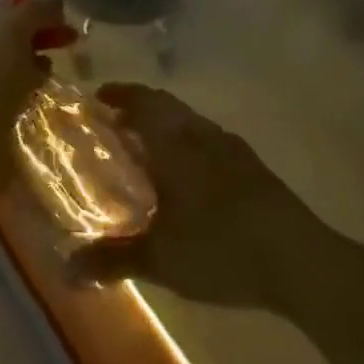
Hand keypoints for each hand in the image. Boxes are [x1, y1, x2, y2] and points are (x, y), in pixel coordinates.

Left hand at [0, 0, 75, 171]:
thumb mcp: (11, 31)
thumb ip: (34, 10)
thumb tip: (56, 1)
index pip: (0, 10)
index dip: (30, 6)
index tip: (60, 11)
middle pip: (11, 38)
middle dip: (42, 34)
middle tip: (73, 38)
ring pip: (17, 69)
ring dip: (41, 66)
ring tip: (63, 70)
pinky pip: (20, 99)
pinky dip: (37, 94)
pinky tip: (51, 97)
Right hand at [68, 84, 328, 310]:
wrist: (297, 257)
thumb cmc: (220, 248)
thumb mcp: (160, 259)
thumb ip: (112, 259)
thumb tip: (66, 268)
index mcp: (176, 144)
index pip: (143, 103)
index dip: (121, 95)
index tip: (99, 96)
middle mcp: (203, 135)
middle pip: (167, 106)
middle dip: (140, 106)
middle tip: (116, 119)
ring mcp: (232, 148)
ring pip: (190, 121)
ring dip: (166, 124)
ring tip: (147, 147)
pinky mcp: (252, 166)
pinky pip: (209, 138)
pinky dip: (188, 141)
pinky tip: (187, 174)